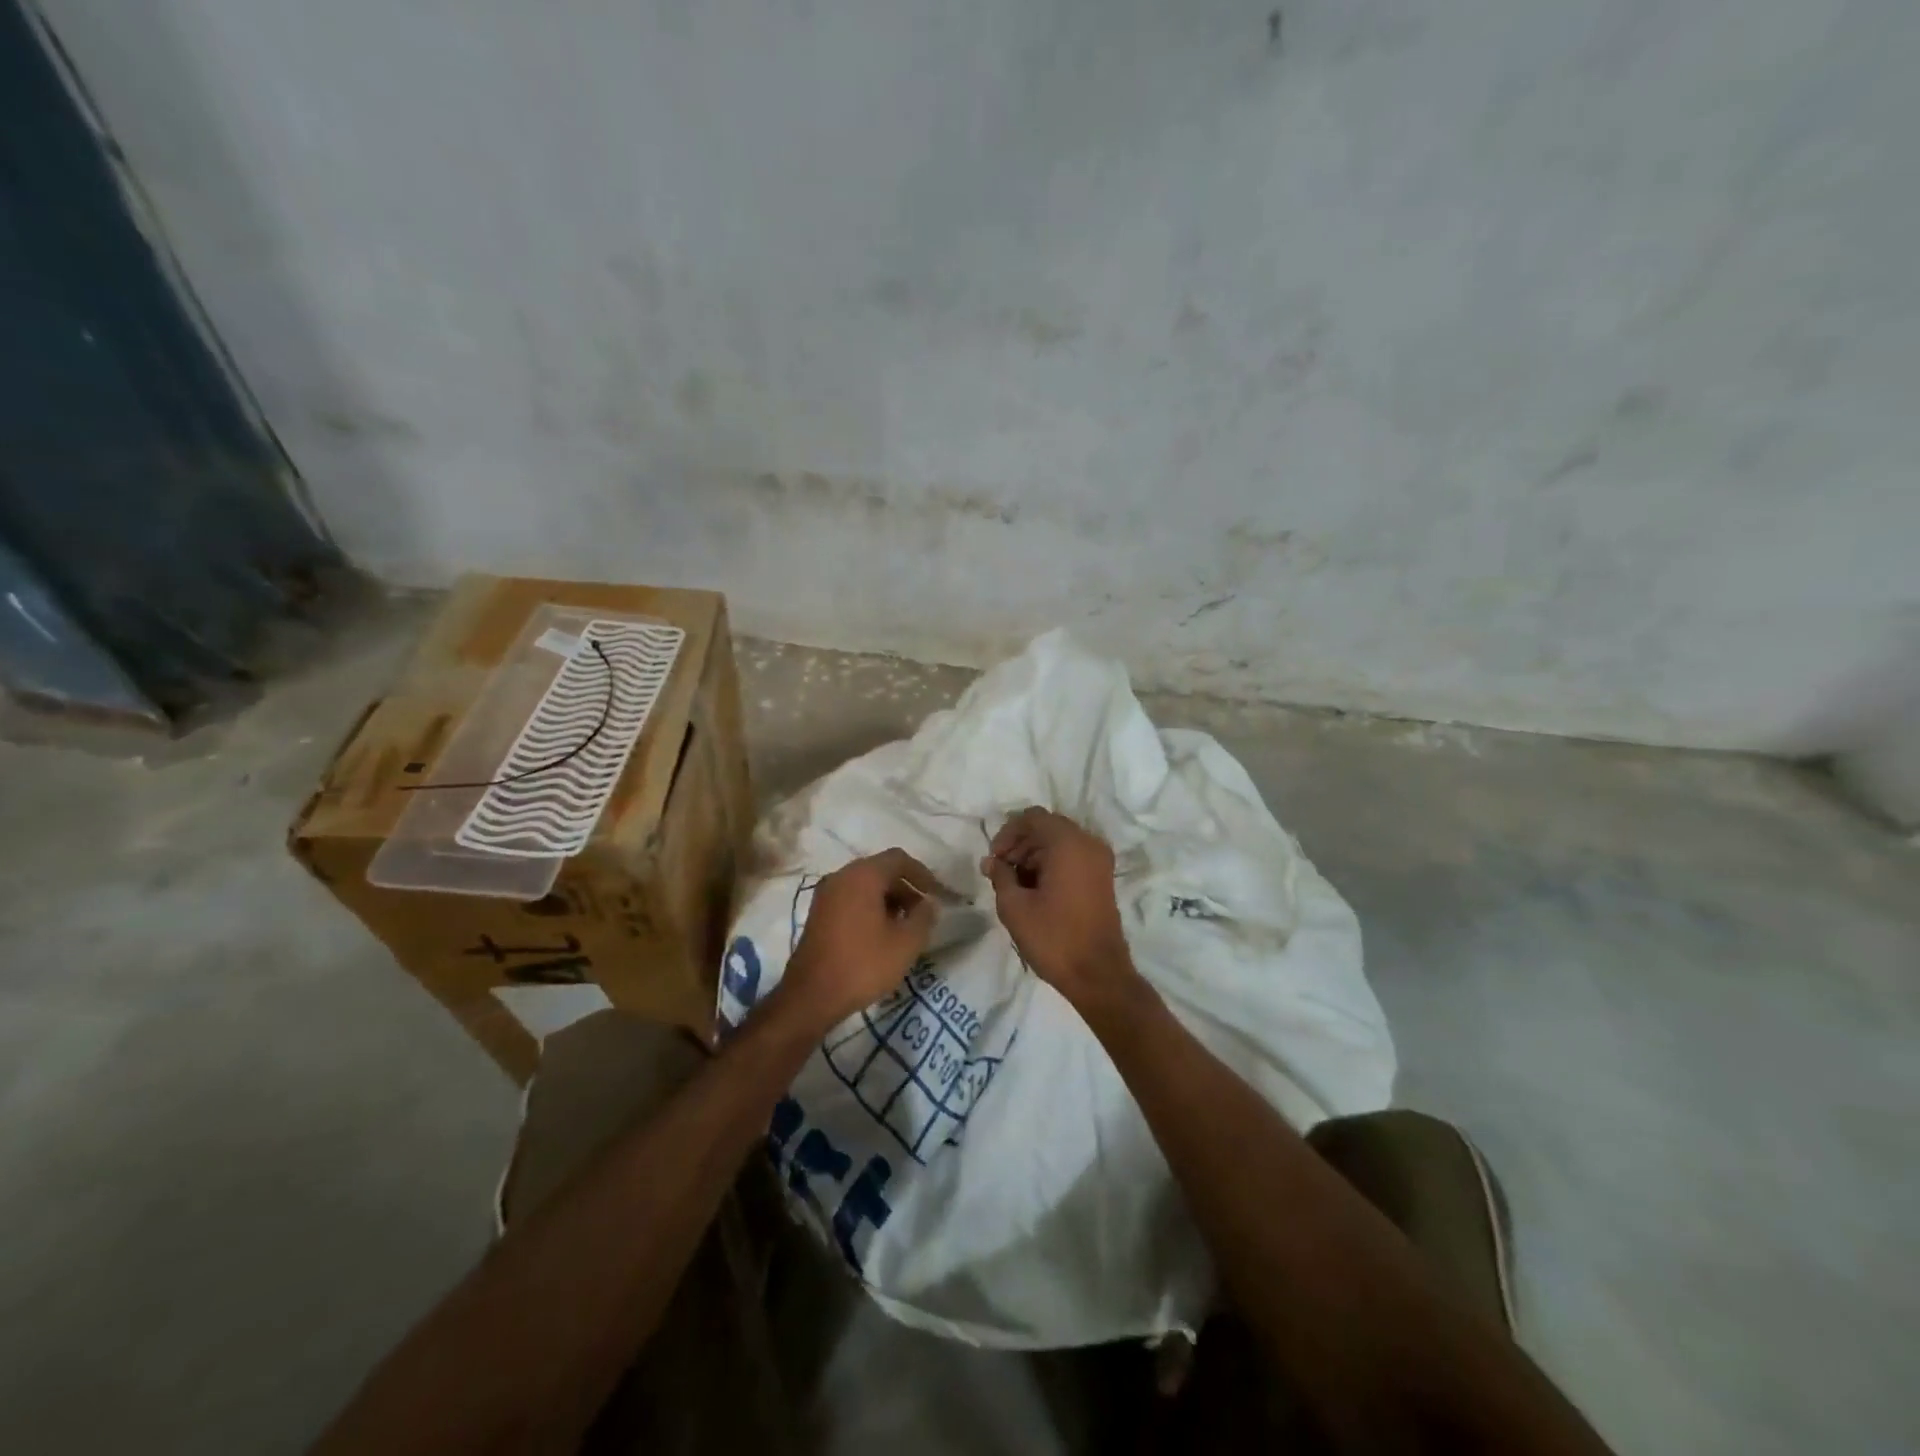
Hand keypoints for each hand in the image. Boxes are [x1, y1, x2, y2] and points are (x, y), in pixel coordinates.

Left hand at [779, 849, 938, 1033]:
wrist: (811, 996)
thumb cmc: (863, 964)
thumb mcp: (906, 943)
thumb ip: (924, 917)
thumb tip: (929, 903)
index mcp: (863, 875)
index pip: (899, 859)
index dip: (923, 874)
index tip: (938, 895)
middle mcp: (841, 876)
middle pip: (881, 870)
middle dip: (906, 888)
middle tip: (923, 913)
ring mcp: (826, 894)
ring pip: (865, 885)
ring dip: (889, 900)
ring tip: (905, 927)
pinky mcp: (818, 913)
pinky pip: (851, 899)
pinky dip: (870, 908)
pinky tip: (881, 934)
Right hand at [981, 808, 1139, 1013]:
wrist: (1098, 975)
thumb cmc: (1054, 938)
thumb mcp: (1015, 907)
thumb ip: (1000, 876)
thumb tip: (992, 862)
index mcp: (1068, 843)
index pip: (1032, 818)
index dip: (1007, 833)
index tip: (994, 859)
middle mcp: (1088, 843)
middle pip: (1047, 827)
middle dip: (1020, 844)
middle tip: (1000, 871)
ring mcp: (1100, 861)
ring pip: (1060, 842)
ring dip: (1034, 855)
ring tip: (1014, 883)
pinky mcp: (1103, 878)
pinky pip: (1073, 857)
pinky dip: (1051, 864)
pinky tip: (1034, 890)